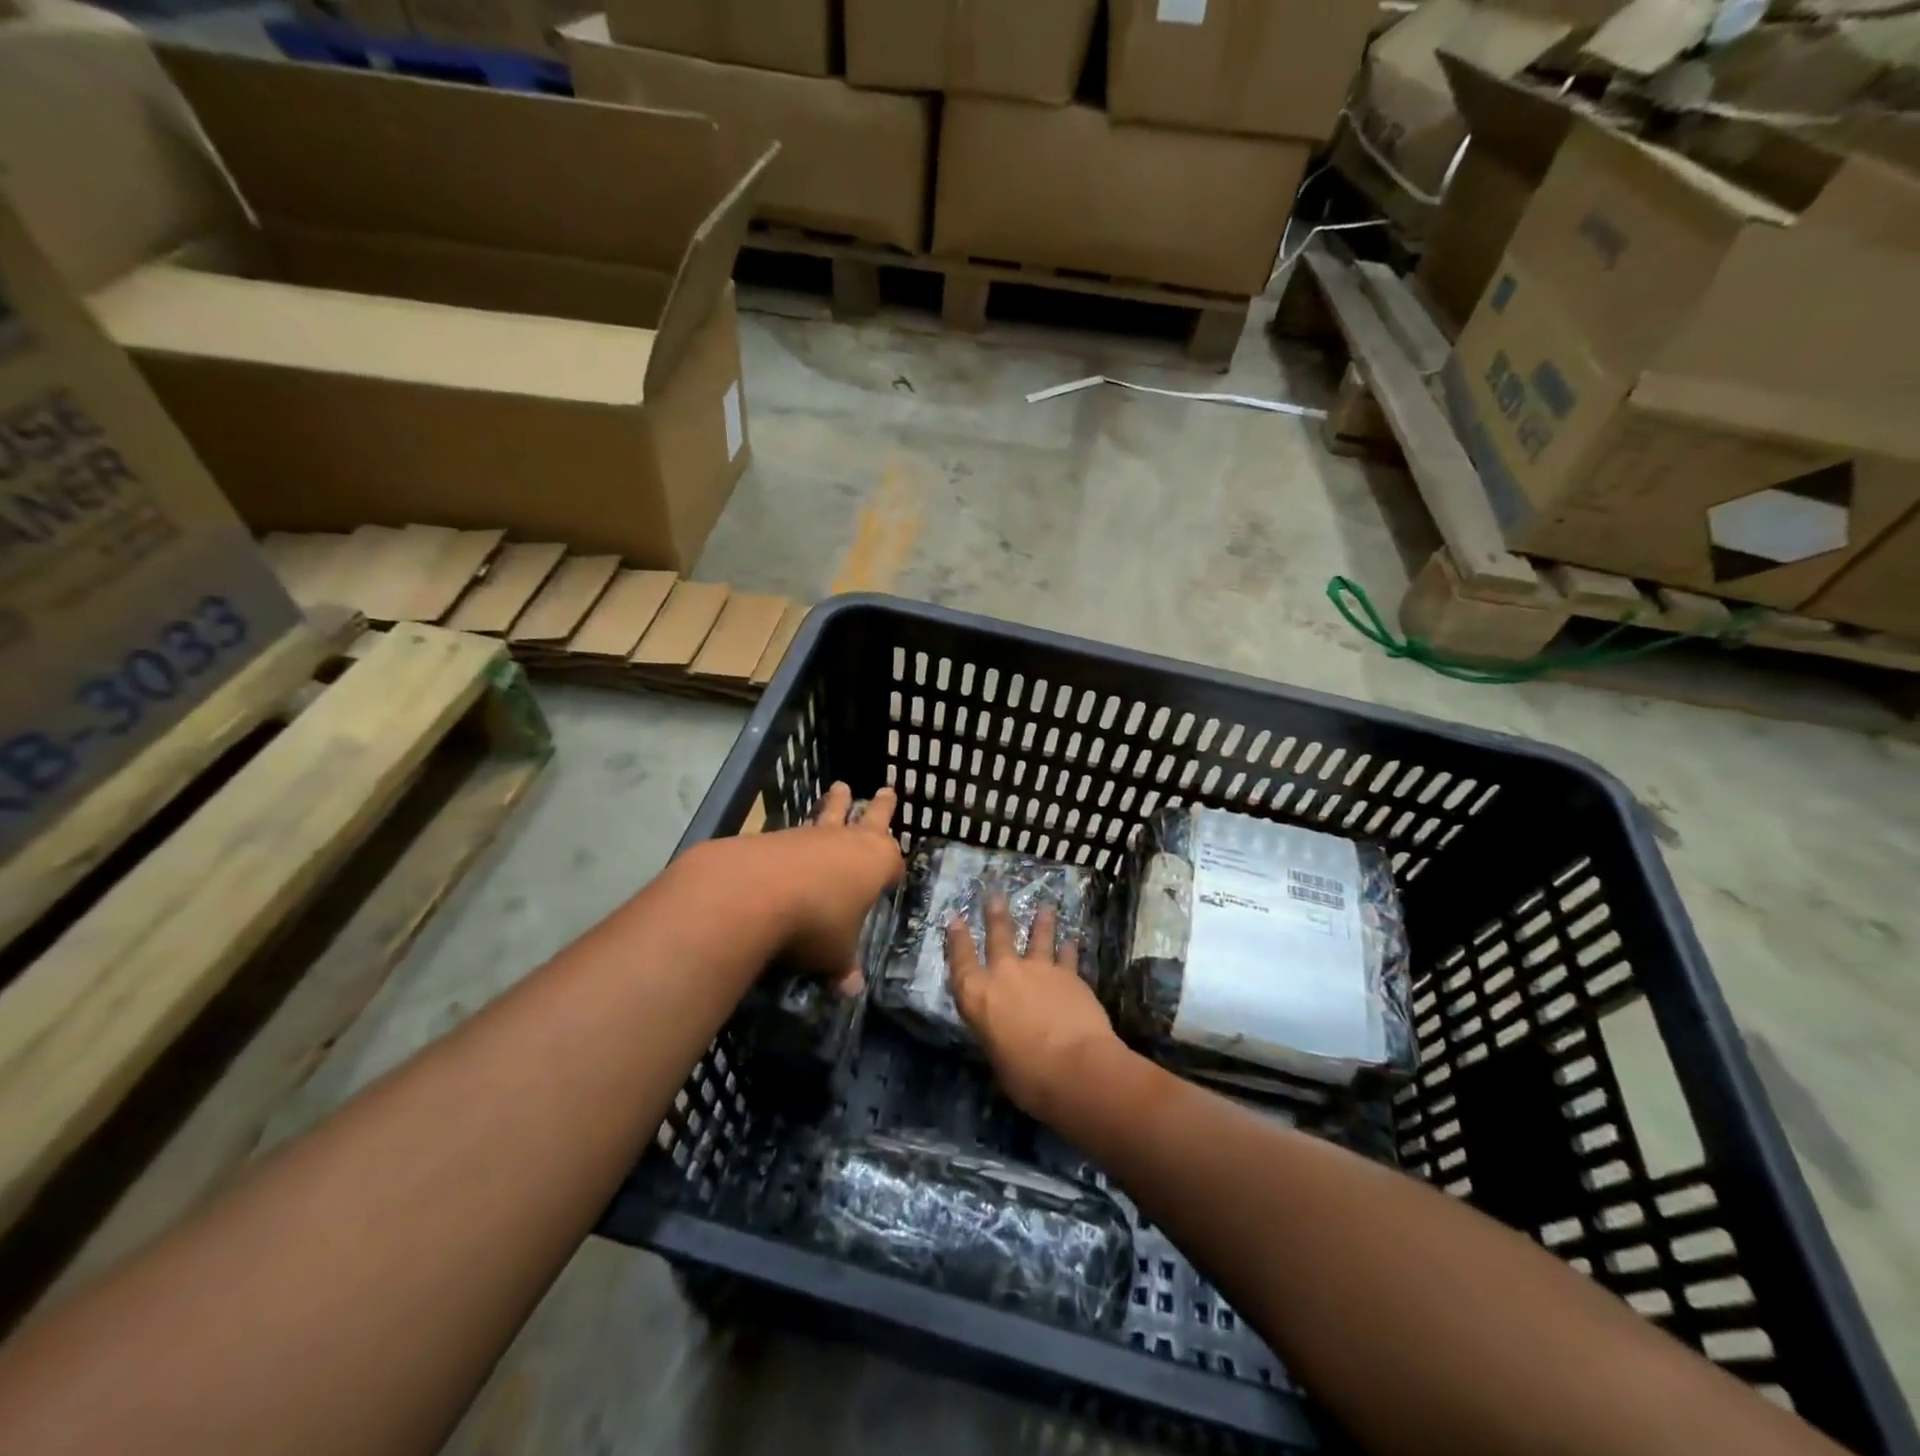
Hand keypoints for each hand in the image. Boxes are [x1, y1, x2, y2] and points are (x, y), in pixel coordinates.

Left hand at [754, 782, 901, 989]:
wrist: (755, 892)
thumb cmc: (816, 922)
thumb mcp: (835, 954)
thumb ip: (843, 966)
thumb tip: (851, 989)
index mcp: (877, 863)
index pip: (894, 862)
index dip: (894, 870)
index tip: (895, 874)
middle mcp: (850, 842)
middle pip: (871, 818)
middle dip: (880, 807)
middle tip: (886, 789)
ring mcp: (813, 835)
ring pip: (829, 816)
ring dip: (835, 805)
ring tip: (839, 789)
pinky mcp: (777, 835)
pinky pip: (795, 833)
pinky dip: (798, 837)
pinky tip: (791, 843)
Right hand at [946, 894, 1125, 1122]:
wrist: (1074, 1066)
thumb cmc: (1027, 1076)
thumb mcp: (998, 1058)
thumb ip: (999, 1037)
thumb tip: (1007, 1035)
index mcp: (977, 997)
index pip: (961, 962)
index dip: (957, 939)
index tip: (954, 918)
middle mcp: (1004, 975)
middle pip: (998, 936)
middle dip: (995, 914)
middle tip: (995, 894)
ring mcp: (1039, 970)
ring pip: (1038, 938)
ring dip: (1041, 922)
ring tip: (1045, 907)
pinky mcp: (1069, 975)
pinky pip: (1067, 956)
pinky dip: (1069, 948)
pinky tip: (1072, 939)